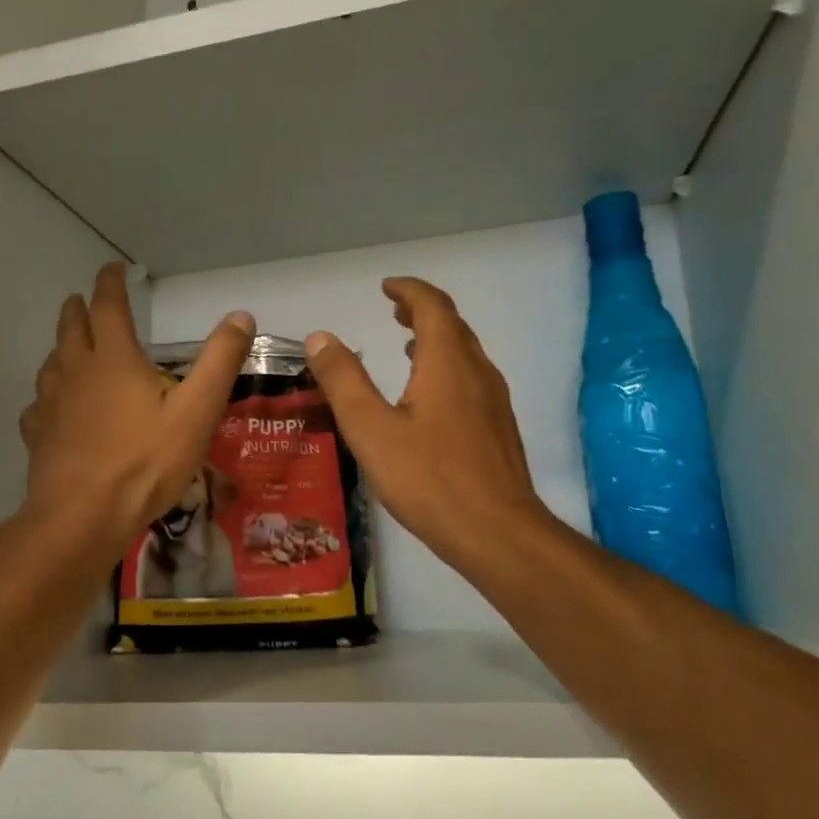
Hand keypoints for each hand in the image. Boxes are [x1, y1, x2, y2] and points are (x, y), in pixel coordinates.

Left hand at [20, 262, 253, 554]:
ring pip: (51, 364)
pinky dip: (48, 396)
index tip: (112, 268)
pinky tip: (51, 408)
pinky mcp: (39, 436)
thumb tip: (240, 316)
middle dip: (78, 309)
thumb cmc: (145, 462)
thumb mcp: (197, 412)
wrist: (84, 516)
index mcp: (114, 360)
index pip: (108, 307)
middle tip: (82, 300)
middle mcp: (77, 372)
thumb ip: (219, 363)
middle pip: (71, 329)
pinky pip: (40, 406)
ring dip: (61, 347)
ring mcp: (52, 405)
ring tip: (68, 347)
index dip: (110, 283)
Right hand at [305, 278, 548, 575]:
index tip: (386, 287)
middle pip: (453, 326)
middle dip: (422, 312)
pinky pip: (472, 380)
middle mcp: (477, 372)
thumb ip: (344, 381)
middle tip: (394, 311)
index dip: (408, 290)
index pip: (432, 306)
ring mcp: (494, 401)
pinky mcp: (498, 429)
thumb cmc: (428, 479)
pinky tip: (429, 399)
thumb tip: (320, 337)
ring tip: (406, 348)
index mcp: (448, 363)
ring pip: (465, 354)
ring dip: (436, 341)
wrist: (497, 531)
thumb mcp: (371, 429)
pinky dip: (447, 369)